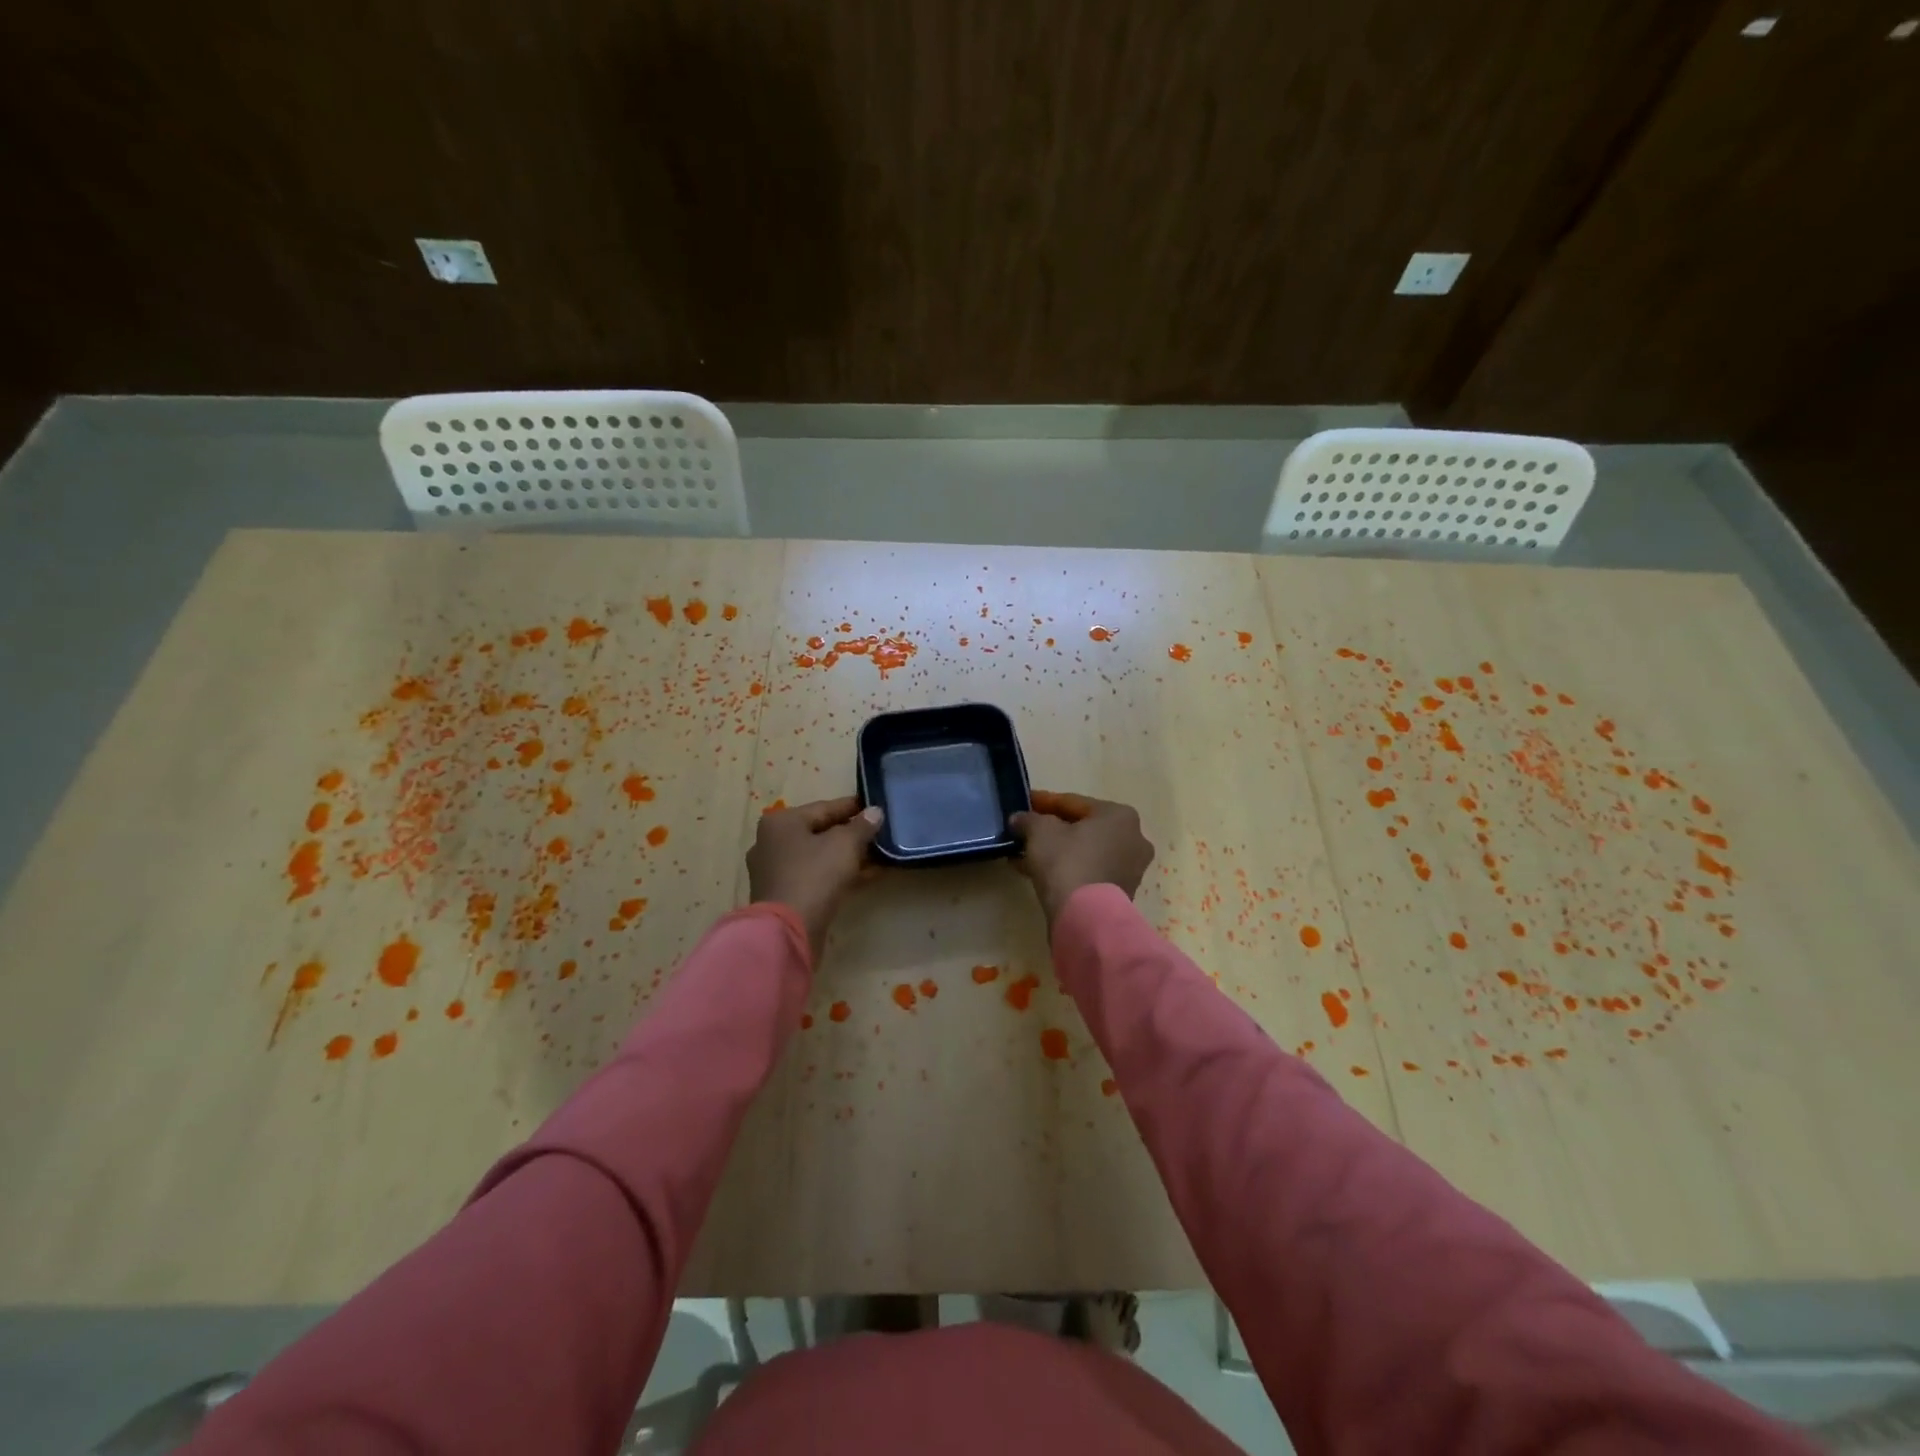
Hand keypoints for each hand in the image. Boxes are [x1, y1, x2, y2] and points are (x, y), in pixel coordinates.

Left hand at [747, 796, 884, 961]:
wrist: (788, 930)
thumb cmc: (815, 875)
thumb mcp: (845, 844)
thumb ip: (862, 825)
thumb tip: (874, 812)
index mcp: (781, 822)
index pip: (825, 808)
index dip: (853, 807)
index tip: (876, 806)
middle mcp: (772, 842)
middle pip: (820, 832)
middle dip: (852, 834)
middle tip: (880, 833)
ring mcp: (775, 871)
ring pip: (819, 857)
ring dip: (849, 856)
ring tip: (880, 855)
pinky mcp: (784, 895)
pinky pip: (817, 876)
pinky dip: (839, 874)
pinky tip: (867, 876)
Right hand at [1009, 790, 1154, 926]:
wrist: (1086, 918)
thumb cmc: (1067, 862)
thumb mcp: (1040, 832)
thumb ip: (1028, 819)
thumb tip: (1019, 819)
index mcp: (1119, 815)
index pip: (1074, 803)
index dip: (1044, 802)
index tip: (1025, 803)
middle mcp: (1133, 838)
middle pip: (1083, 828)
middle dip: (1052, 829)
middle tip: (1026, 831)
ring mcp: (1131, 868)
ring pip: (1085, 852)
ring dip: (1057, 851)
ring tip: (1025, 854)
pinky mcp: (1122, 893)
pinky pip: (1089, 872)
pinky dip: (1067, 869)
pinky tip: (1037, 873)